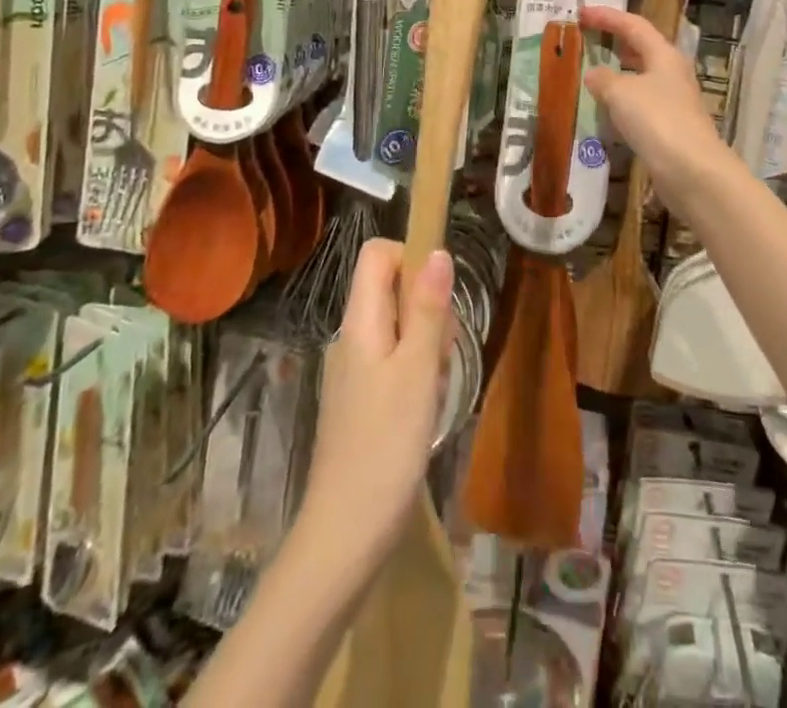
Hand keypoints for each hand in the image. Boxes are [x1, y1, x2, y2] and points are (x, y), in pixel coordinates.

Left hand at [293, 238, 452, 590]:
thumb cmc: (386, 446)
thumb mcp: (418, 371)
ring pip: (398, 328)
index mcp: (360, 321)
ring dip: (426, 345)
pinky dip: (416, 374)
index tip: (440, 293)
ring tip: (435, 389)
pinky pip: (393, 362)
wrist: (345, 536)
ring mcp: (353, 370)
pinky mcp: (360, 400)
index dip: (410, 257)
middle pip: (391, 289)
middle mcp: (351, 337)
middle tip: (442, 353)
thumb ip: (429, 310)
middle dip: (428, 308)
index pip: (377, 254)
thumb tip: (438, 251)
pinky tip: (425, 411)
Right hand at [580, 6, 734, 211]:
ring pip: (642, 77)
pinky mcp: (670, 127)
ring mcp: (673, 101)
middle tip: (589, 38)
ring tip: (592, 72)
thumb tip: (593, 73)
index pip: (633, 25)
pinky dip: (622, 101)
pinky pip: (641, 104)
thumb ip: (603, 79)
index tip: (581, 12)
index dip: (607, 16)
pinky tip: (606, 111)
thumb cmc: (657, 120)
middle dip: (615, 41)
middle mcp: (671, 73)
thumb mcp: (621, 93)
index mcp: (663, 55)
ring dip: (618, 73)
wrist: (692, 171)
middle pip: (642, 48)